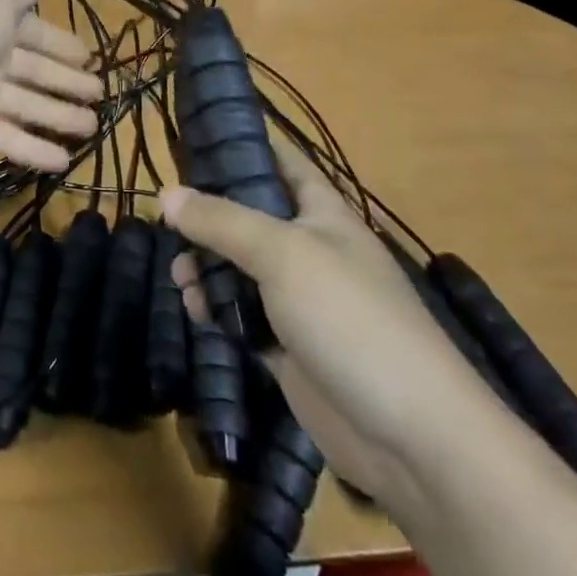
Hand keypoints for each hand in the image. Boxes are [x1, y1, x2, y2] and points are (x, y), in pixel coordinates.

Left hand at [0, 0, 100, 170]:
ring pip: (27, 105)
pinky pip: (9, 138)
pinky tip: (65, 162)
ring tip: (92, 128)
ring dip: (59, 116)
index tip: (88, 57)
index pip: (34, 32)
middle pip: (34, 70)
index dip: (60, 44)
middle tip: (99, 94)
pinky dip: (35, 150)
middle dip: (66, 81)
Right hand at [161, 142, 510, 519]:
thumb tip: (165, 194)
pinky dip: (216, 310)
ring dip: (205, 266)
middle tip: (166, 219)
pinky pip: (241, 316)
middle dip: (207, 215)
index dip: (243, 144)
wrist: (411, 438)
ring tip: (179, 275)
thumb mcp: (282, 252)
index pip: (281, 161)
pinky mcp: (288, 348)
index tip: (193, 137)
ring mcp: (300, 301)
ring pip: (240, 268)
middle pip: (249, 217)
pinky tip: (194, 310)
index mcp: (323, 213)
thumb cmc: (350, 318)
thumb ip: (221, 220)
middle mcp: (310, 249)